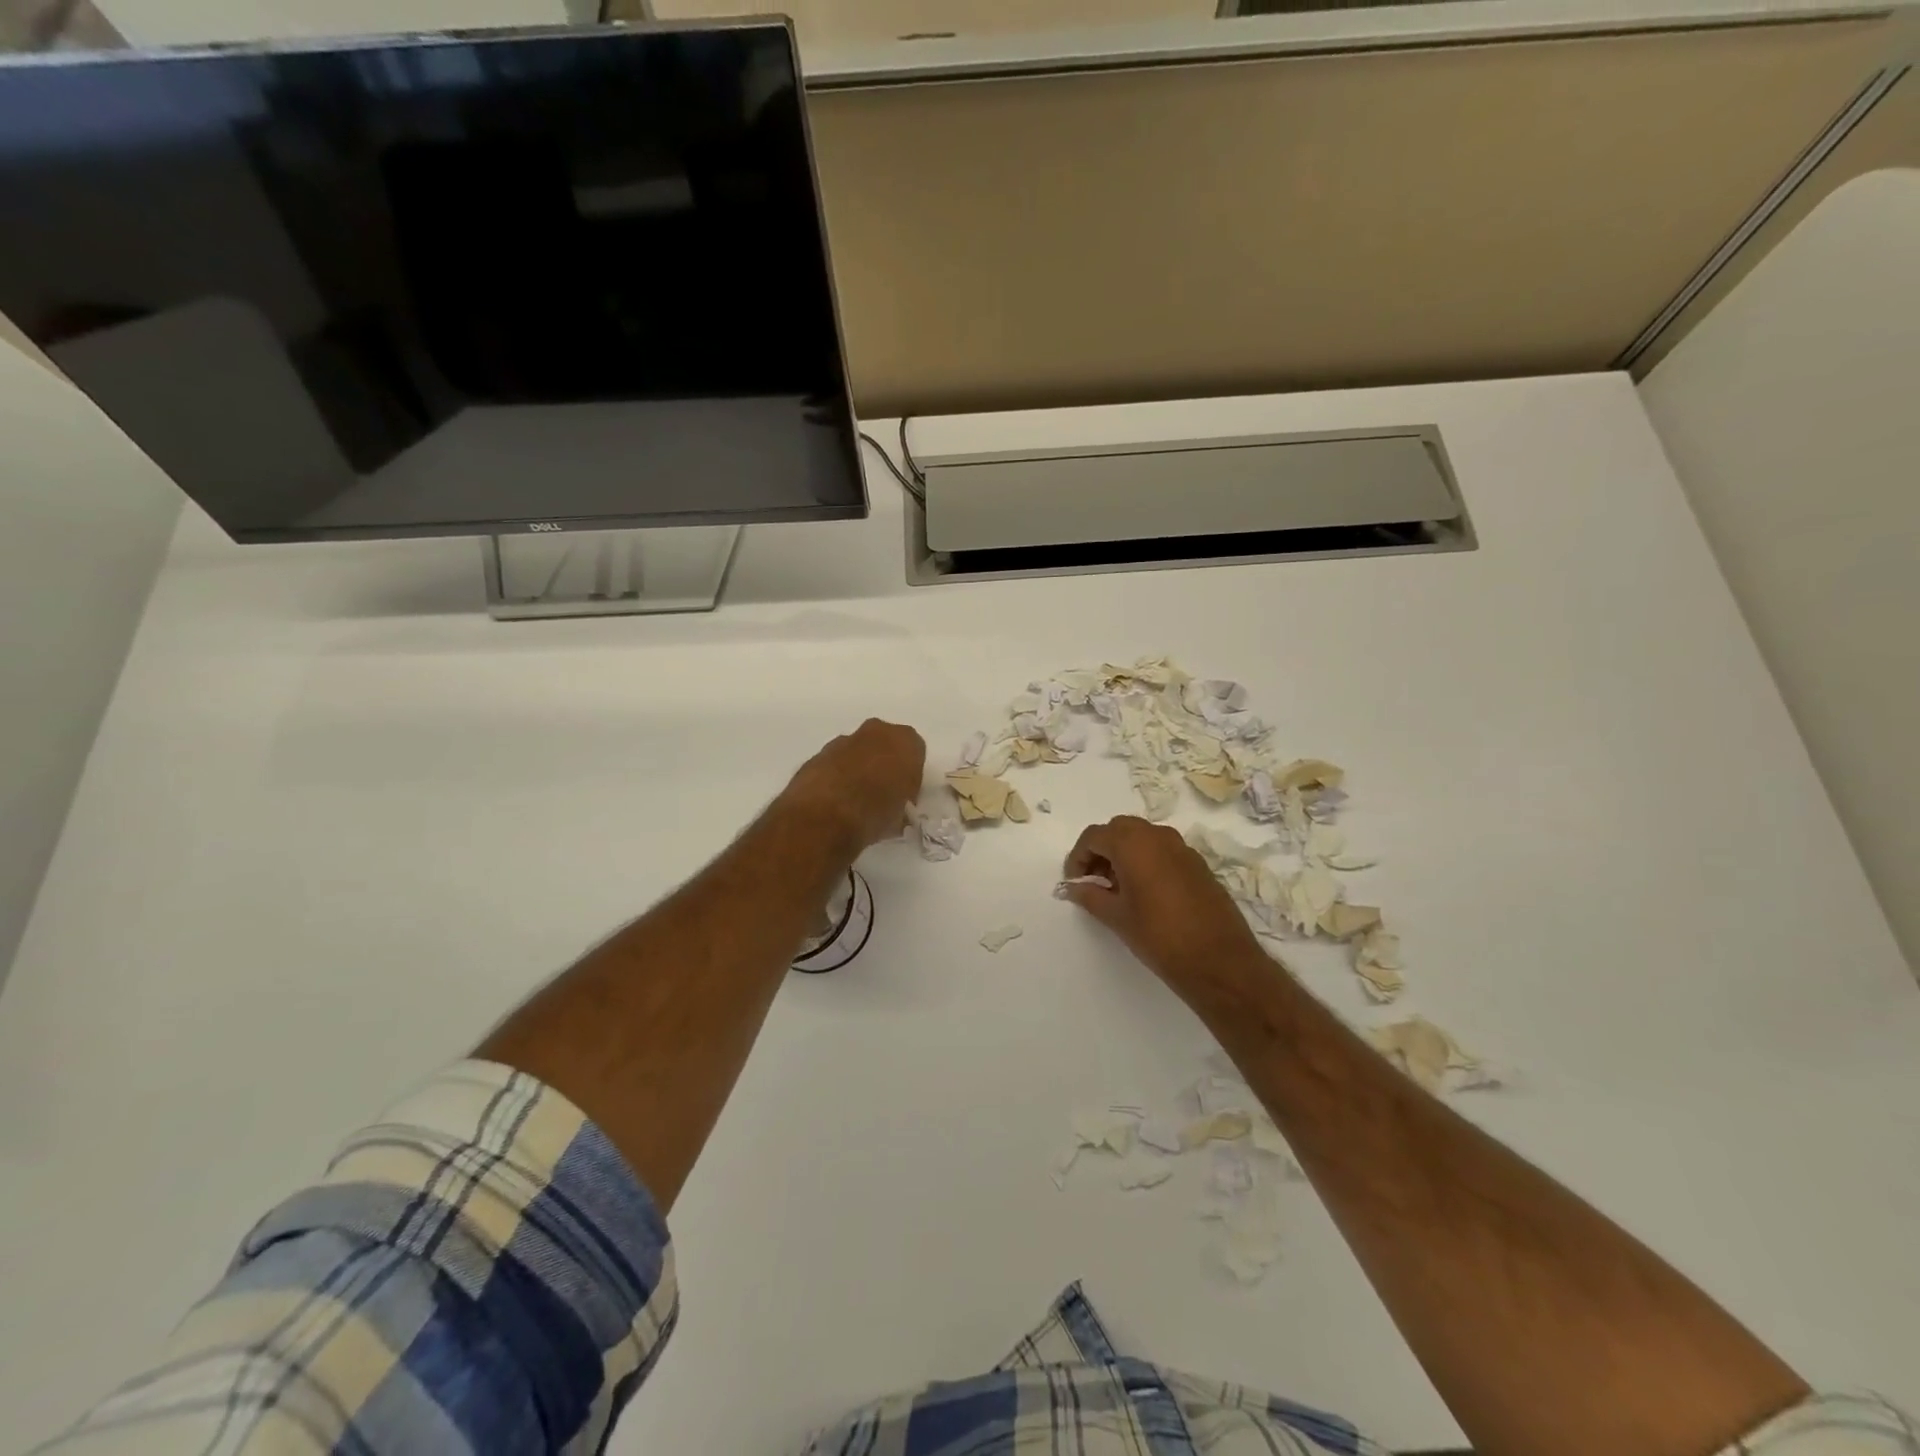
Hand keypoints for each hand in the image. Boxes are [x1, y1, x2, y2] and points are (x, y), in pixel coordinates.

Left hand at [784, 719, 926, 852]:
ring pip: (856, 751)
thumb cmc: (876, 811)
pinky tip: (835, 801)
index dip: (910, 776)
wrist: (825, 816)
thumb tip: (894, 805)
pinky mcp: (817, 754)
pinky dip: (836, 777)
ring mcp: (842, 741)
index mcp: (905, 741)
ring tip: (855, 800)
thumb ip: (901, 800)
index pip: (915, 752)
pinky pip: (834, 763)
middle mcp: (875, 731)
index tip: (904, 796)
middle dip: (884, 765)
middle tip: (882, 794)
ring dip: (858, 769)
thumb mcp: (902, 813)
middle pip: (884, 745)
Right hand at [1063, 816, 1262, 998]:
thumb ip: (1090, 896)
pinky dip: (1147, 860)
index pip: (1094, 836)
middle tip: (1093, 880)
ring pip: (1143, 837)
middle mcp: (1157, 836)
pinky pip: (1163, 851)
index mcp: (1132, 843)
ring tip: (1117, 888)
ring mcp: (1181, 848)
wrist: (1219, 960)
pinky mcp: (1197, 864)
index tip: (1074, 882)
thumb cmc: (1159, 935)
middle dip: (1101, 850)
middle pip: (1119, 830)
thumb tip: (1073, 887)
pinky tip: (1145, 893)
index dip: (1078, 857)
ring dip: (1124, 854)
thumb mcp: (1116, 917)